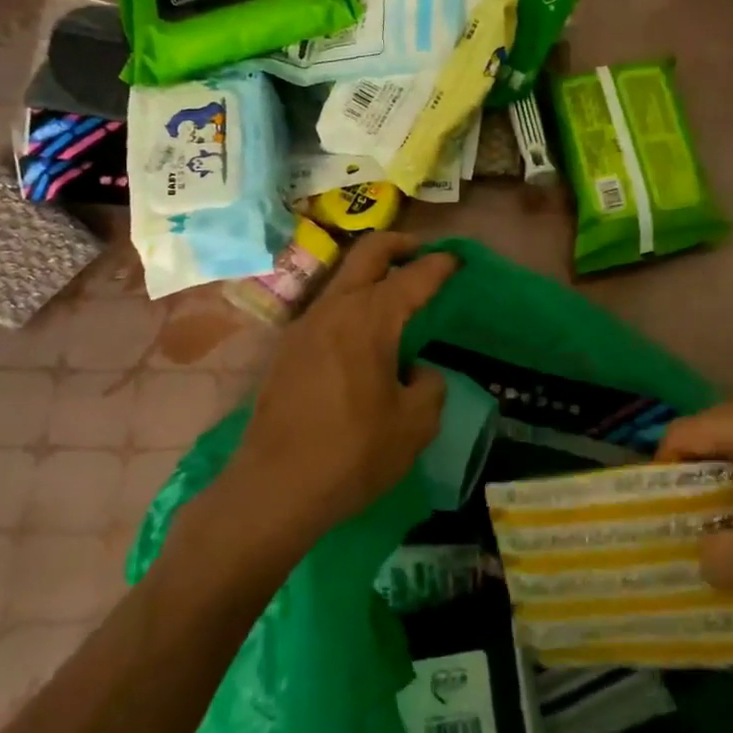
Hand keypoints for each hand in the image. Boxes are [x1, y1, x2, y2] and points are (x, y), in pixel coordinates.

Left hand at [226, 233, 455, 546]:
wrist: (274, 488)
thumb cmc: (353, 453)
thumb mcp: (415, 424)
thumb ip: (429, 386)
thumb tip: (416, 372)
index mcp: (369, 319)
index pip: (413, 276)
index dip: (441, 265)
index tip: (459, 259)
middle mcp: (333, 310)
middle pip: (367, 253)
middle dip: (399, 244)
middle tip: (423, 253)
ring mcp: (303, 327)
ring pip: (342, 280)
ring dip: (371, 276)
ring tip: (397, 297)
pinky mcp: (286, 352)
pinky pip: (327, 310)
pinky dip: (352, 305)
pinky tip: (364, 338)